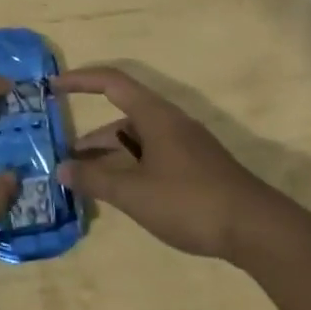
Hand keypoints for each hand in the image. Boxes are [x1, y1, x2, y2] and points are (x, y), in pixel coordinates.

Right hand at [53, 66, 275, 259]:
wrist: (257, 229)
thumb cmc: (190, 202)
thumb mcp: (134, 193)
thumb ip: (95, 179)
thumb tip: (62, 169)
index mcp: (155, 115)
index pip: (111, 82)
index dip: (81, 80)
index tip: (53, 86)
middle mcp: (170, 122)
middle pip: (123, 116)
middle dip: (92, 136)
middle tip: (66, 156)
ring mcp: (186, 145)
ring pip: (138, 140)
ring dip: (111, 155)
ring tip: (87, 180)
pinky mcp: (196, 167)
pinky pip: (153, 156)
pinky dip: (131, 167)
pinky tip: (122, 193)